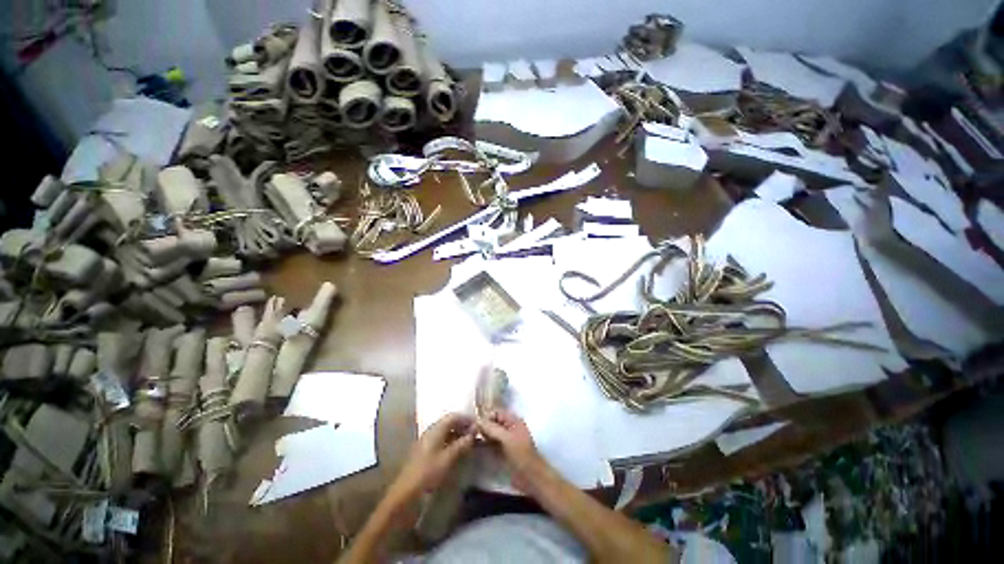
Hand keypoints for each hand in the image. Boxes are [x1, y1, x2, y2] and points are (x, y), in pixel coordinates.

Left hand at [392, 413, 474, 499]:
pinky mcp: (425, 452)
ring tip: (469, 442)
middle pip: (449, 422)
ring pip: (445, 432)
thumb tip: (474, 432)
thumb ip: (462, 444)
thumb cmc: (427, 474)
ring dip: (458, 434)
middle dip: (463, 426)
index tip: (478, 424)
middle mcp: (430, 432)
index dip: (466, 418)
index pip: (453, 416)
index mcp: (435, 430)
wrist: (405, 495)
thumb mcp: (448, 458)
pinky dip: (451, 442)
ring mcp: (426, 442)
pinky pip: (441, 440)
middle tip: (476, 433)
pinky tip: (458, 451)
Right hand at [477, 410, 548, 493]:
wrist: (530, 477)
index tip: (474, 424)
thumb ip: (492, 429)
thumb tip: (477, 421)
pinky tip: (475, 446)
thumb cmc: (521, 454)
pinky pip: (491, 444)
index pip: (497, 413)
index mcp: (514, 421)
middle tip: (470, 432)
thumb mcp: (507, 439)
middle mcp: (509, 428)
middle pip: (493, 423)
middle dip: (483, 426)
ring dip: (482, 435)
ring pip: (491, 434)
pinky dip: (484, 444)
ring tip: (470, 438)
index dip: (486, 417)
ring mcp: (506, 441)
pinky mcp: (502, 452)